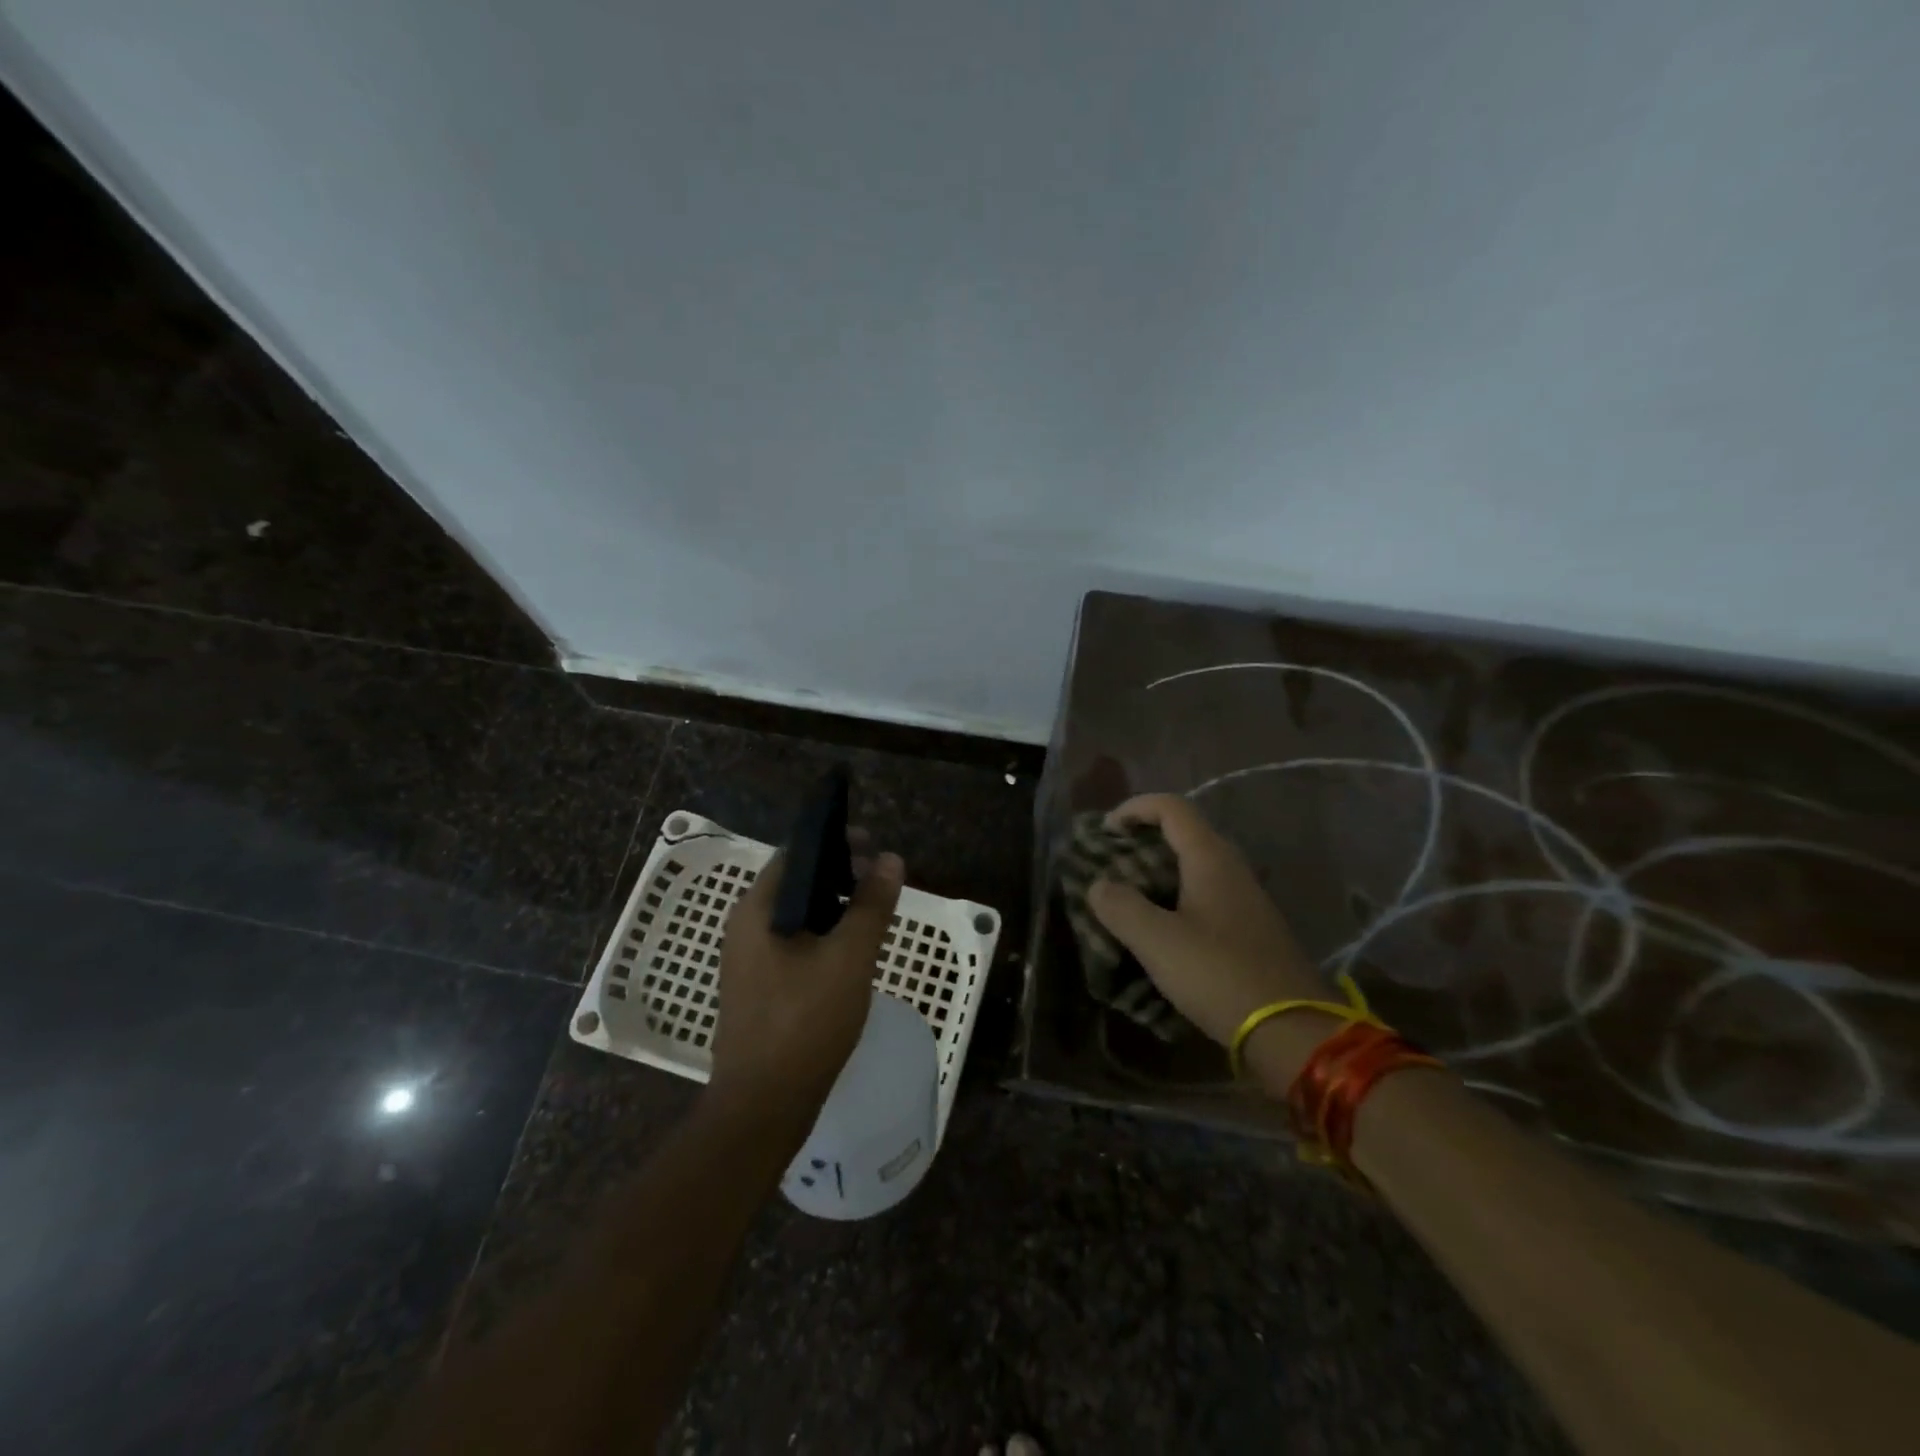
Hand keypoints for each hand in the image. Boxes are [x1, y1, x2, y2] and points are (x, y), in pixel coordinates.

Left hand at [710, 846, 904, 1116]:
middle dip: (839, 876)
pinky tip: (851, 953)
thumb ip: (871, 906)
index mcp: (757, 910)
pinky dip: (823, 937)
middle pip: (796, 884)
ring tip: (872, 915)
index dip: (835, 844)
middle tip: (880, 883)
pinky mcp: (760, 988)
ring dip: (834, 908)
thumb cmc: (805, 1022)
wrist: (763, 1106)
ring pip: (797, 917)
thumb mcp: (849, 957)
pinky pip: (794, 946)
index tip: (872, 849)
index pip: (795, 855)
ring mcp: (750, 961)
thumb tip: (891, 860)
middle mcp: (746, 928)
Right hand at [1087, 794, 1321, 1048]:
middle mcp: (1232, 869)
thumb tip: (1099, 886)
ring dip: (1159, 872)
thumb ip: (1121, 906)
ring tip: (1127, 897)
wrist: (1293, 1032)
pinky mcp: (1251, 929)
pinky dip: (1176, 897)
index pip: (1172, 808)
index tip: (1105, 831)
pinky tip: (1160, 929)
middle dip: (1143, 841)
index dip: (1135, 808)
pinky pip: (1206, 895)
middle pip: (1184, 834)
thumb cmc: (1219, 975)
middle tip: (1111, 863)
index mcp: (1210, 859)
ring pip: (1195, 867)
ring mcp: (1247, 899)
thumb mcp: (1157, 942)